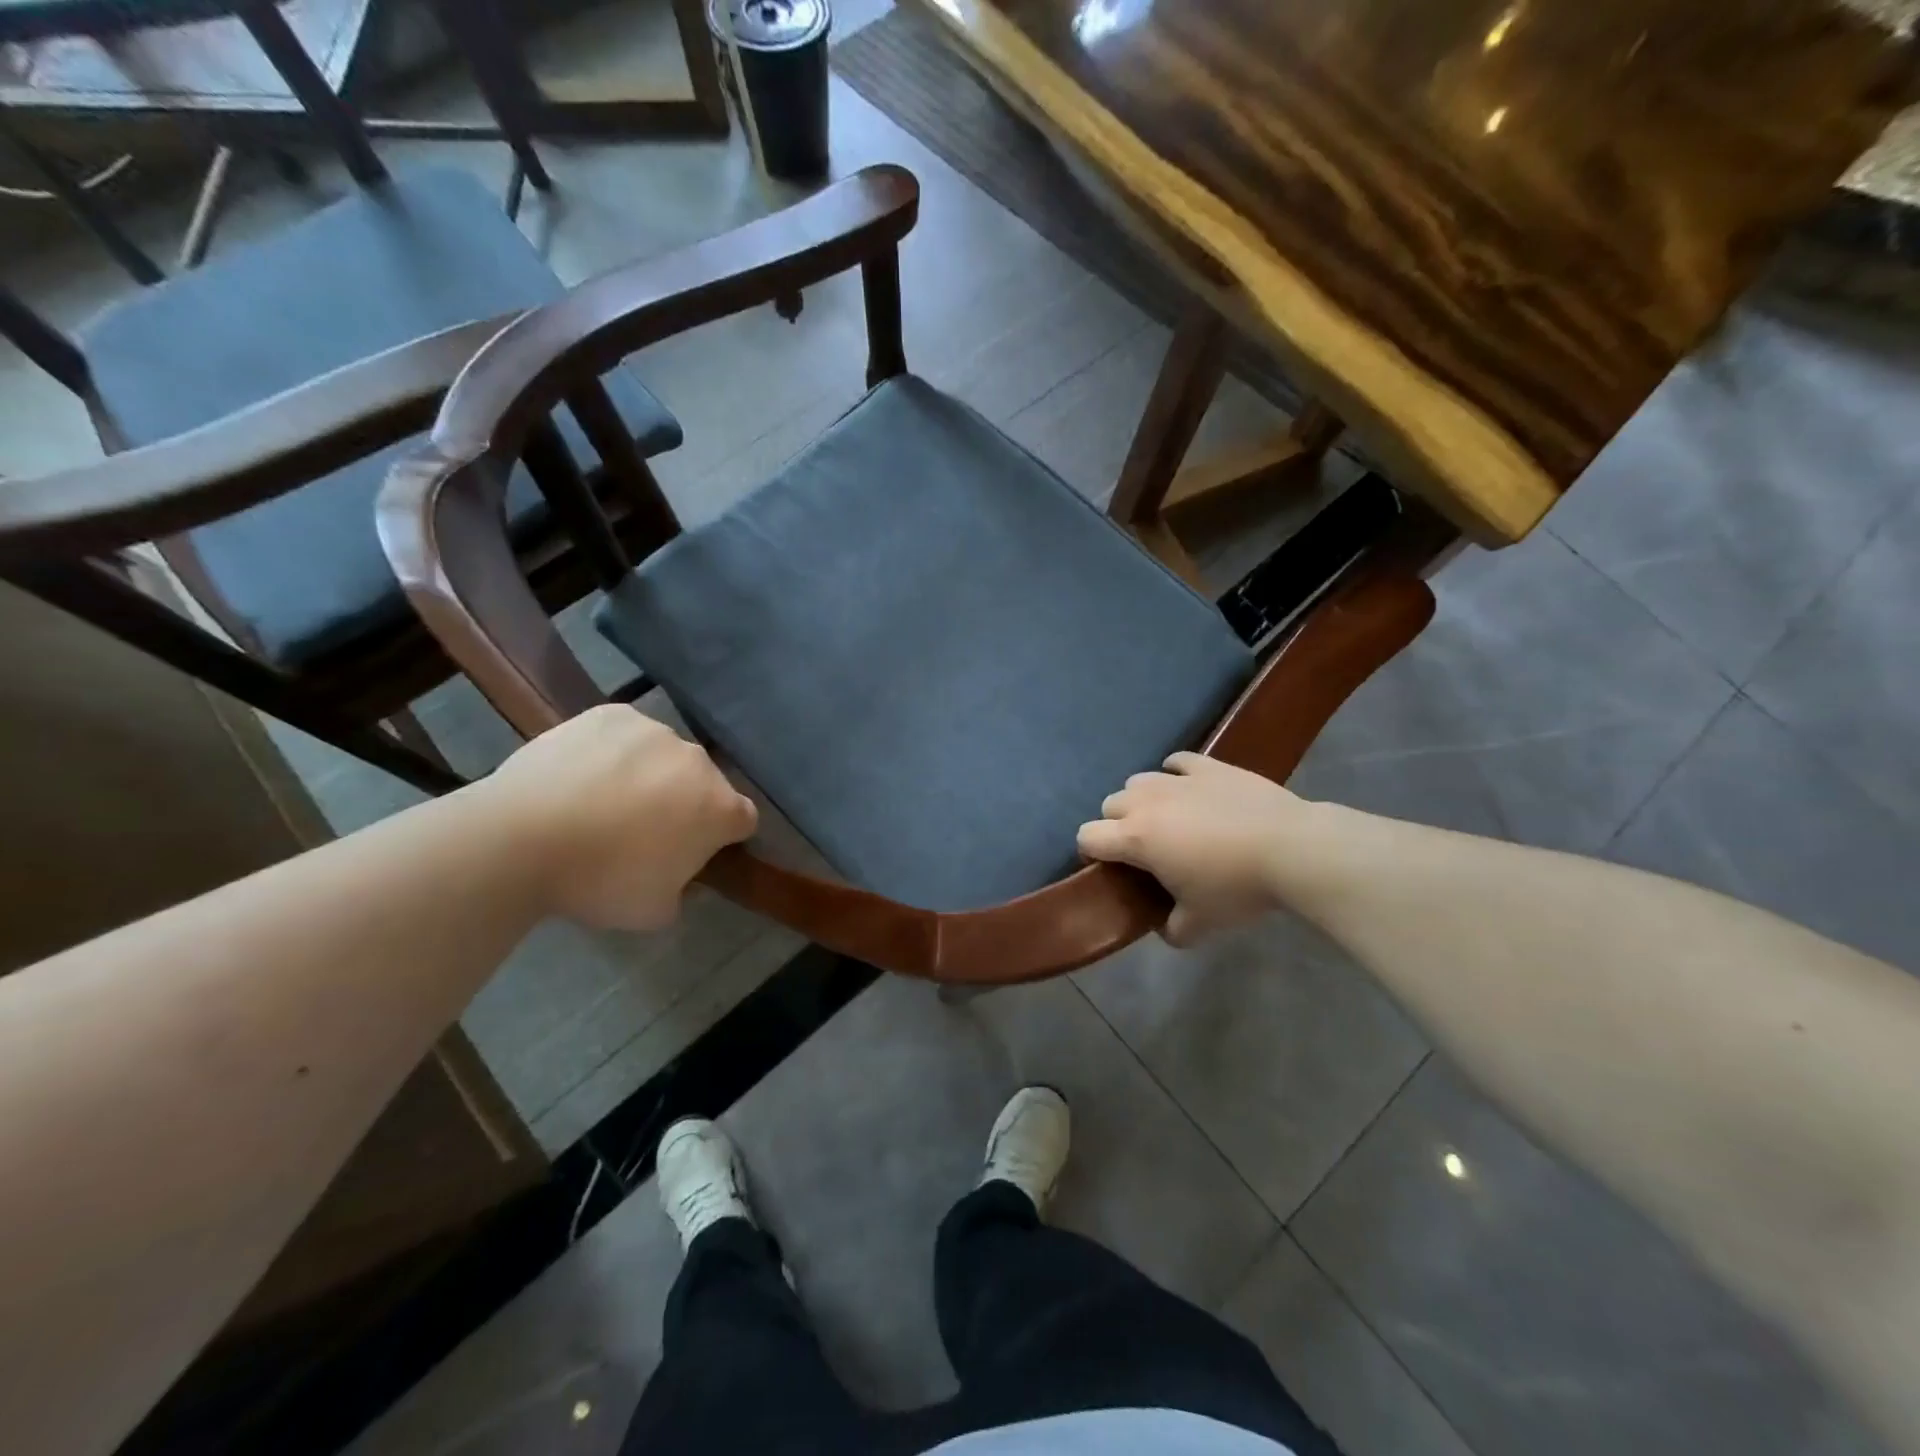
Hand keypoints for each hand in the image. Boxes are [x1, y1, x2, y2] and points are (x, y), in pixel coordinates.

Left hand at [481, 705, 757, 931]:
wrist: (522, 838)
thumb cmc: (600, 881)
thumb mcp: (654, 911)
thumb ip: (682, 891)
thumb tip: (678, 878)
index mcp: (720, 808)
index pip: (743, 819)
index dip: (721, 837)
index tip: (692, 852)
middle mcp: (699, 761)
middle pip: (704, 782)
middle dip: (685, 802)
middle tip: (642, 830)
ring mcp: (655, 731)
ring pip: (664, 755)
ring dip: (650, 774)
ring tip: (603, 799)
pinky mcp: (613, 714)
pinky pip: (625, 734)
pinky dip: (613, 751)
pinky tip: (581, 774)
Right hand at [1077, 753, 1306, 946]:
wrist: (1292, 849)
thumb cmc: (1237, 887)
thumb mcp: (1200, 924)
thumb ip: (1171, 929)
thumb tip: (1163, 926)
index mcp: (1136, 838)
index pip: (1087, 836)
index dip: (1091, 853)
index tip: (1109, 868)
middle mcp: (1147, 802)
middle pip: (1110, 805)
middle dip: (1118, 825)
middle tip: (1145, 849)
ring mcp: (1178, 780)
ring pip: (1138, 780)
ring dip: (1142, 799)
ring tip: (1168, 818)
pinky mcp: (1209, 767)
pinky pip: (1176, 762)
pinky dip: (1175, 774)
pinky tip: (1189, 788)